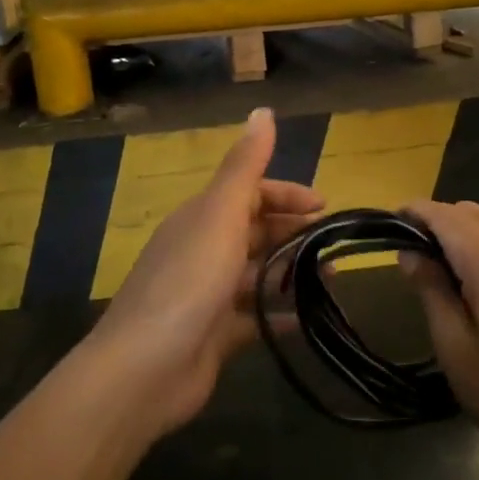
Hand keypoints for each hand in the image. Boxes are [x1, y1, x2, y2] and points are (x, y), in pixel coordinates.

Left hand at [83, 108, 323, 434]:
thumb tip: (263, 110)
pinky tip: (308, 320)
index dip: (286, 194)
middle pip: (256, 232)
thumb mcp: (220, 214)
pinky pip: (255, 318)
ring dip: (292, 273)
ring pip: (258, 274)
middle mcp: (203, 250)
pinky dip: (280, 315)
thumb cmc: (188, 282)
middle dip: (294, 234)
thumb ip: (245, 165)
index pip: (249, 193)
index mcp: (202, 218)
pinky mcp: (215, 335)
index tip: (324, 207)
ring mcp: (208, 295)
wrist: (144, 369)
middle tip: (334, 246)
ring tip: (331, 281)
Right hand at [400, 201, 478, 479]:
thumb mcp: (457, 348)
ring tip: (436, 279)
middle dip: (432, 225)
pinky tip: (473, 290)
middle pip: (464, 212)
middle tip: (406, 264)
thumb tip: (410, 252)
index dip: (407, 215)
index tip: (381, 231)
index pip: (438, 212)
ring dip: (458, 237)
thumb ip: (430, 290)